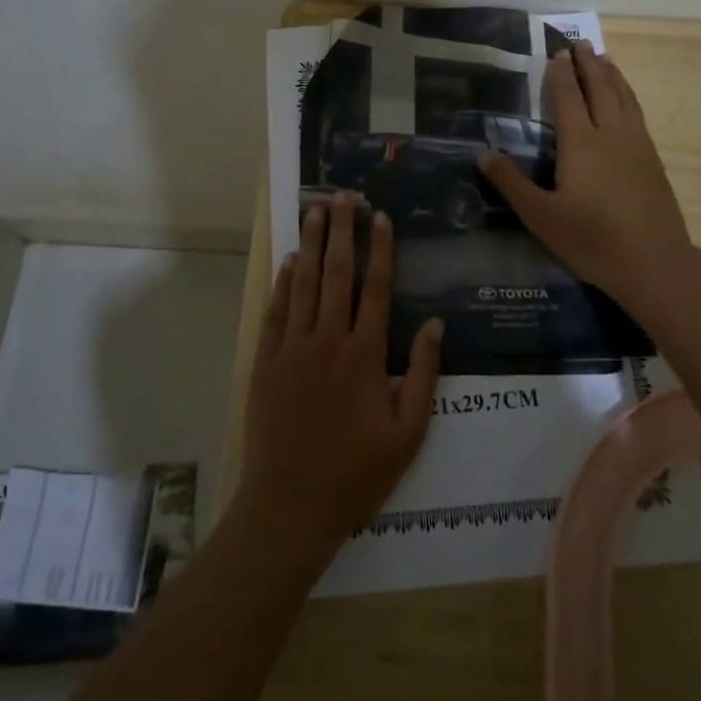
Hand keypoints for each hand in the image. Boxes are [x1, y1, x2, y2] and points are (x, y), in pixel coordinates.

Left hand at [237, 194, 443, 553]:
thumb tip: (434, 323)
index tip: (381, 218)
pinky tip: (290, 260)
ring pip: (304, 284)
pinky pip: (276, 311)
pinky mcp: (266, 361)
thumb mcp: (407, 432)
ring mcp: (293, 348)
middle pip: (337, 273)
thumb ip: (422, 373)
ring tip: (316, 211)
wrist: (291, 503)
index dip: (380, 250)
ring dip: (311, 245)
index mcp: (365, 355)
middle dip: (342, 231)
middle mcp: (328, 340)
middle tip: (344, 197)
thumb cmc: (357, 471)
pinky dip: (283, 283)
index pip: (376, 288)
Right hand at [478, 40, 696, 315]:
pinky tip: (626, 100)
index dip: (561, 74)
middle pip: (600, 89)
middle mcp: (611, 135)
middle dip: (588, 64)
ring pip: (624, 98)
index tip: (557, 52)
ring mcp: (637, 145)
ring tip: (604, 58)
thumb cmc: (591, 240)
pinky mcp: (653, 160)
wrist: (654, 263)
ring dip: (612, 75)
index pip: (568, 98)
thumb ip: (511, 183)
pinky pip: (637, 113)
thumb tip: (482, 153)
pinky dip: (628, 95)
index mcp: (581, 144)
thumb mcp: (541, 216)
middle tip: (580, 43)